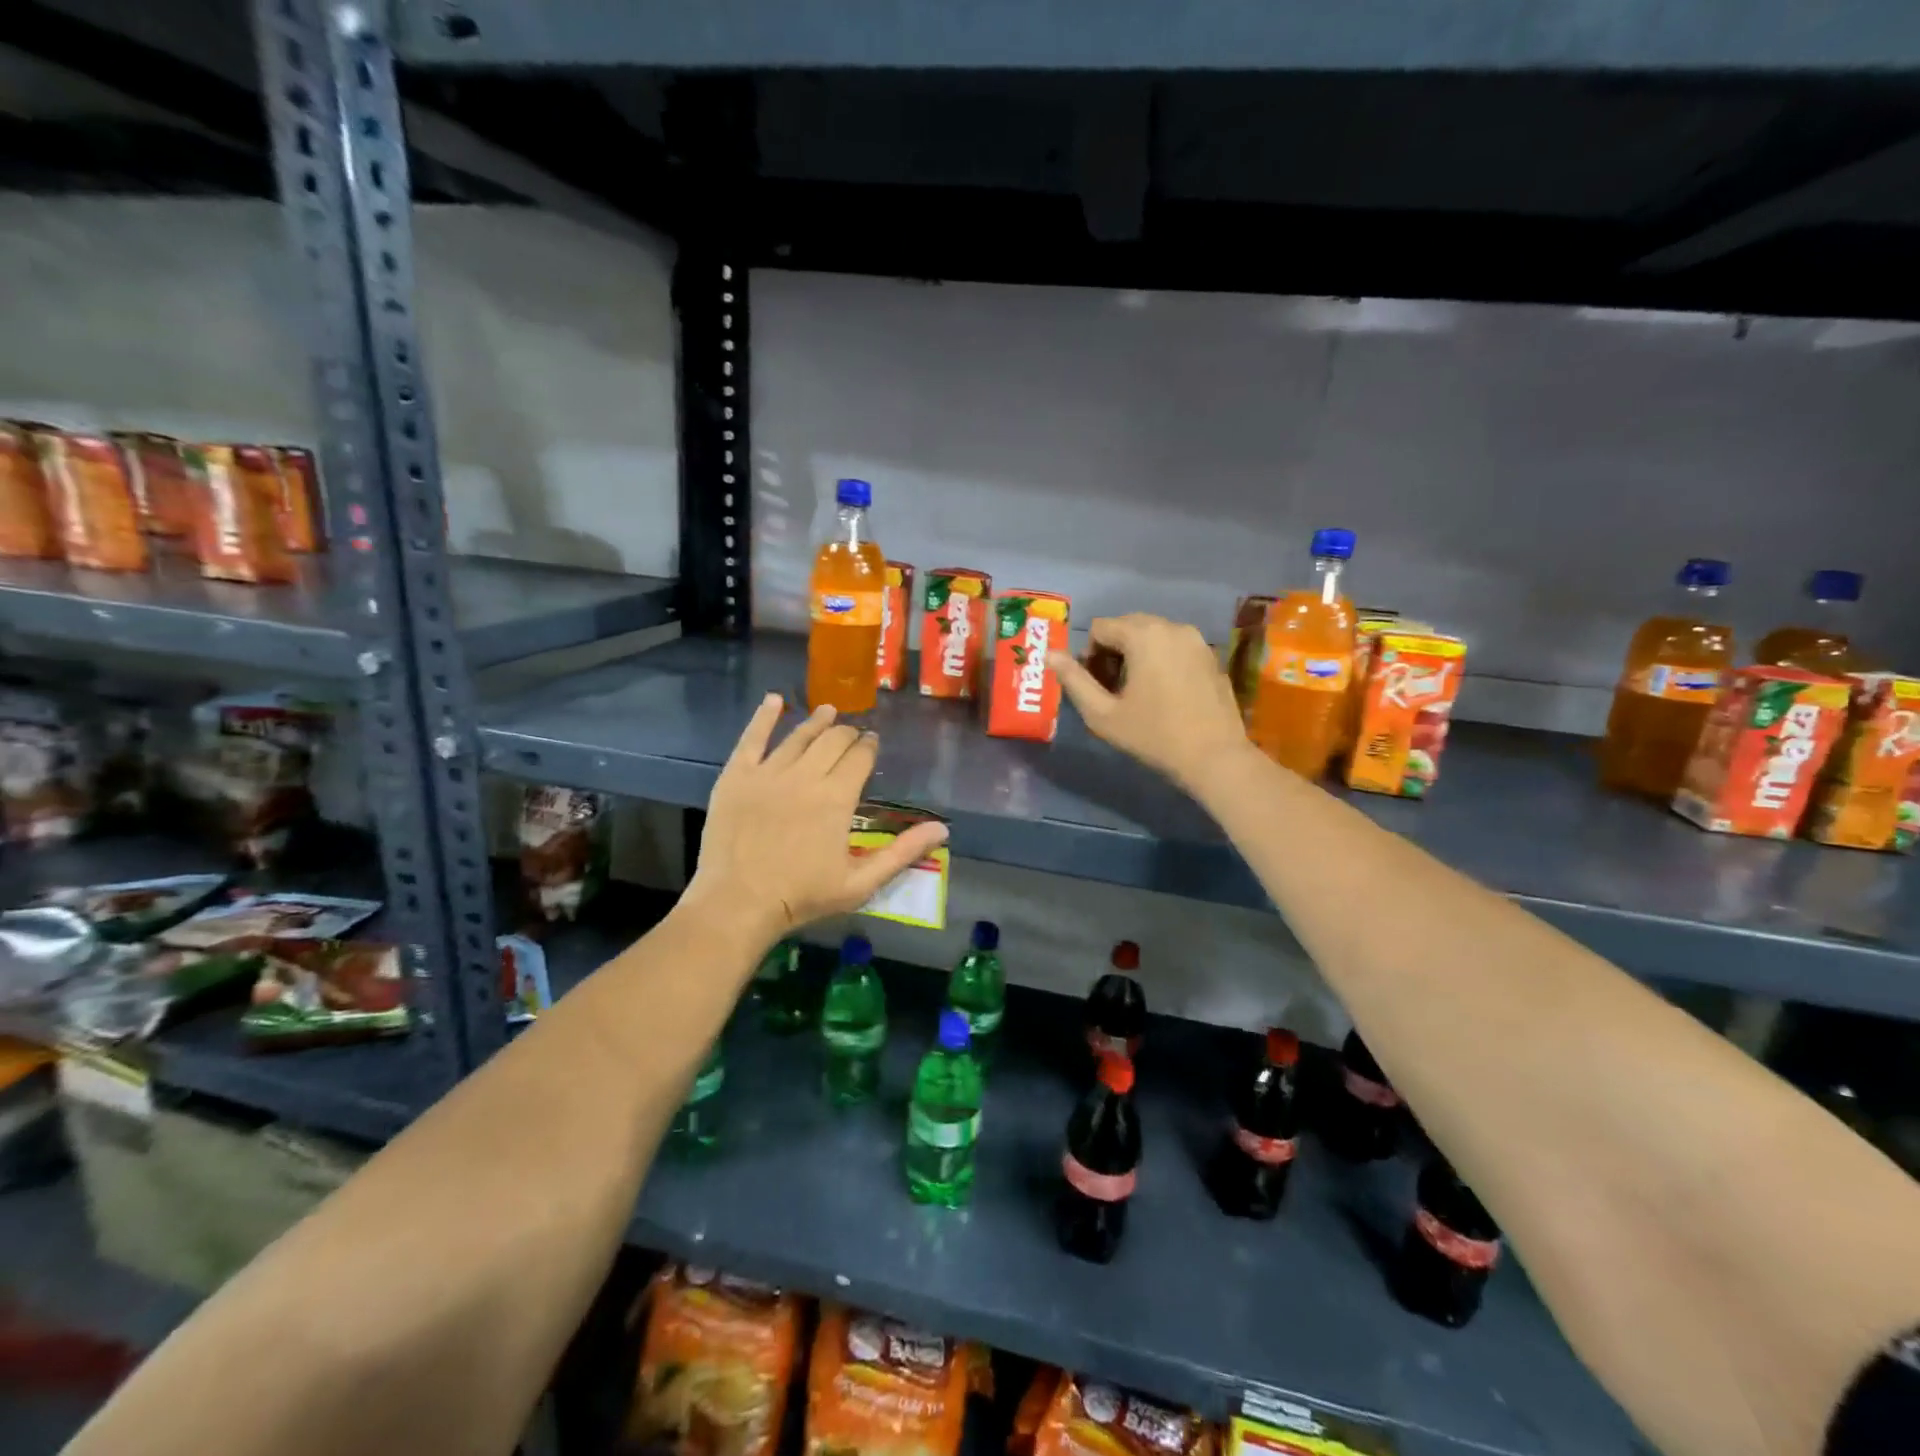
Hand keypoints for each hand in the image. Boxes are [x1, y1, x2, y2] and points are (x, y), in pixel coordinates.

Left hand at [686, 695, 949, 946]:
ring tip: (828, 711)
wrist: (738, 903)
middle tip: (852, 734)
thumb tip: (943, 828)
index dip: (869, 746)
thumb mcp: (861, 883)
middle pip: (832, 741)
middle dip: (847, 733)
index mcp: (837, 797)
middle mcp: (806, 775)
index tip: (872, 742)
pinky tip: (774, 700)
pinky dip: (764, 717)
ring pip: (798, 735)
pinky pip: (752, 737)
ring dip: (817, 721)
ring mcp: (768, 772)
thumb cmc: (802, 896)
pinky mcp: (736, 776)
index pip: (860, 757)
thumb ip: (902, 853)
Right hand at [1051, 613, 1254, 793]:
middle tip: (1111, 689)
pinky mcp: (1212, 656)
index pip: (1100, 628)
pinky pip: (1175, 647)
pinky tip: (1164, 694)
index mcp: (1143, 634)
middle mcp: (1172, 627)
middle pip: (1127, 626)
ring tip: (1136, 691)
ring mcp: (1197, 640)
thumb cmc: (1153, 735)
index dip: (1088, 655)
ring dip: (1137, 654)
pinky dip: (1161, 660)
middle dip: (1113, 651)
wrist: (1215, 757)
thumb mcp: (1103, 714)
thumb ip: (1074, 680)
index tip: (1094, 685)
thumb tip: (1049, 654)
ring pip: (1153, 635)